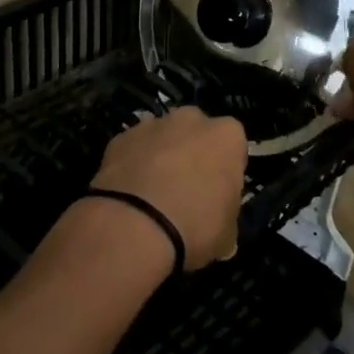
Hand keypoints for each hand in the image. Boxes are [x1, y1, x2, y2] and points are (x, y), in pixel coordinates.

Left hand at [91, 107, 246, 269]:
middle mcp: (191, 120)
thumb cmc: (194, 226)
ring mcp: (151, 124)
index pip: (233, 145)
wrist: (133, 226)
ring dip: (160, 155)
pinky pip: (133, 148)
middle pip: (196, 132)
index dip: (225, 168)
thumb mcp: (226, 234)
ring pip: (162, 136)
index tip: (218, 191)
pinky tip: (128, 193)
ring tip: (152, 193)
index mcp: (227, 136)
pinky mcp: (119, 137)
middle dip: (192, 152)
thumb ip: (225, 214)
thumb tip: (217, 223)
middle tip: (186, 189)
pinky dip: (132, 164)